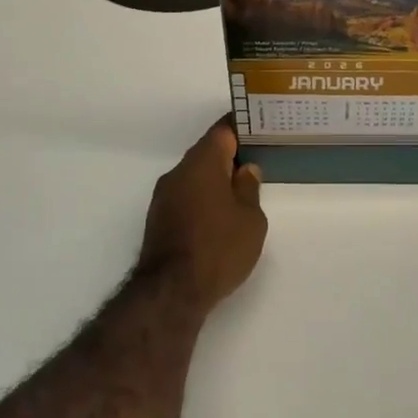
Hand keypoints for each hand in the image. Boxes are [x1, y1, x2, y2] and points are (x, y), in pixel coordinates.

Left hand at [137, 118, 267, 313]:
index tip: (259, 127)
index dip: (241, 127)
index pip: (222, 131)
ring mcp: (164, 196)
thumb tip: (245, 170)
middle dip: (230, 154)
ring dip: (215, 179)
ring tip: (241, 189)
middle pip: (206, 152)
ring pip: (194, 176)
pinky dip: (203, 197)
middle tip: (257, 159)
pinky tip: (219, 213)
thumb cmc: (219, 248)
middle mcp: (178, 173)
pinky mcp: (158, 219)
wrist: (172, 291)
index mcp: (202, 164)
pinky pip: (186, 195)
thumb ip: (249, 188)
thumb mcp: (251, 219)